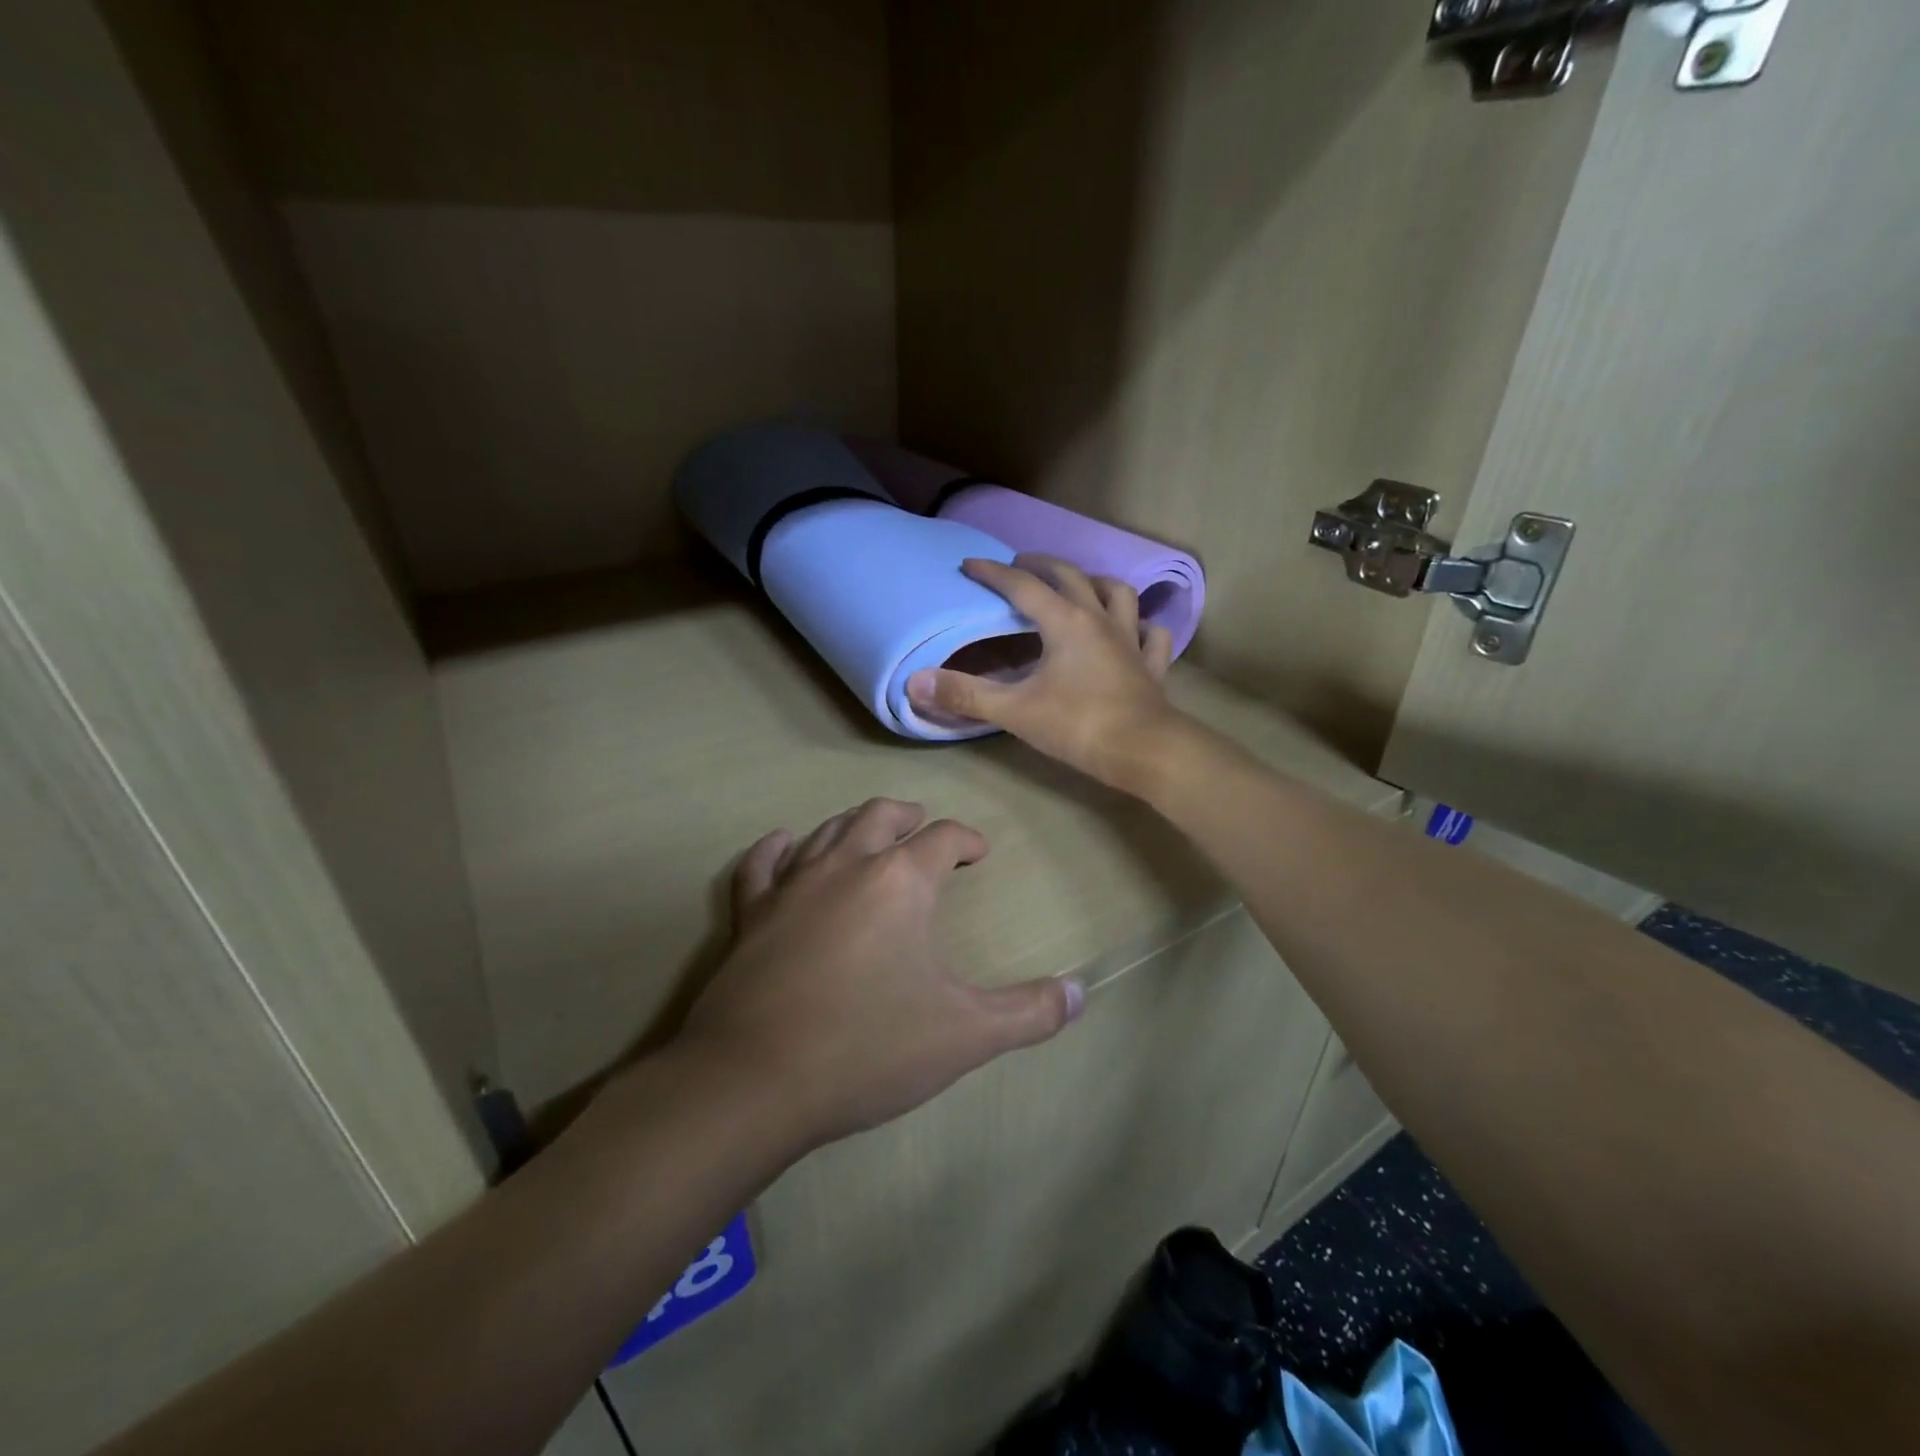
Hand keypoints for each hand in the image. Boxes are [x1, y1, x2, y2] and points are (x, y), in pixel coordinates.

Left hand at [675, 799, 1082, 1150]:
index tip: (978, 853)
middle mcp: (845, 866)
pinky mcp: (749, 915)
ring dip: (854, 825)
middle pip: (880, 816)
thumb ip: (1029, 1012)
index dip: (966, 839)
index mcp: (899, 881)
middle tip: (923, 828)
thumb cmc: (867, 1048)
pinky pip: (760, 866)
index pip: (942, 838)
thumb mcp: (964, 1035)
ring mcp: (791, 887)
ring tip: (871, 834)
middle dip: (908, 817)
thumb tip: (1080, 994)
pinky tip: (783, 845)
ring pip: (827, 831)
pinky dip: (775, 850)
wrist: (754, 1081)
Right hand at [907, 554, 1181, 789]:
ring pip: (1118, 594)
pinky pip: (1150, 634)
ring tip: (1079, 585)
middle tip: (1020, 564)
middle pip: (1070, 577)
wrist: (1145, 751)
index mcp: (1065, 622)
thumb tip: (914, 682)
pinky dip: (1140, 626)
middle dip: (1041, 565)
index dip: (993, 573)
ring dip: (1095, 583)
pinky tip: (1133, 630)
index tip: (969, 565)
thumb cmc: (1078, 726)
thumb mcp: (1015, 711)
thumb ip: (965, 694)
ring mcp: (1131, 640)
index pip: (1022, 586)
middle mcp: (1099, 619)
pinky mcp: (1151, 665)